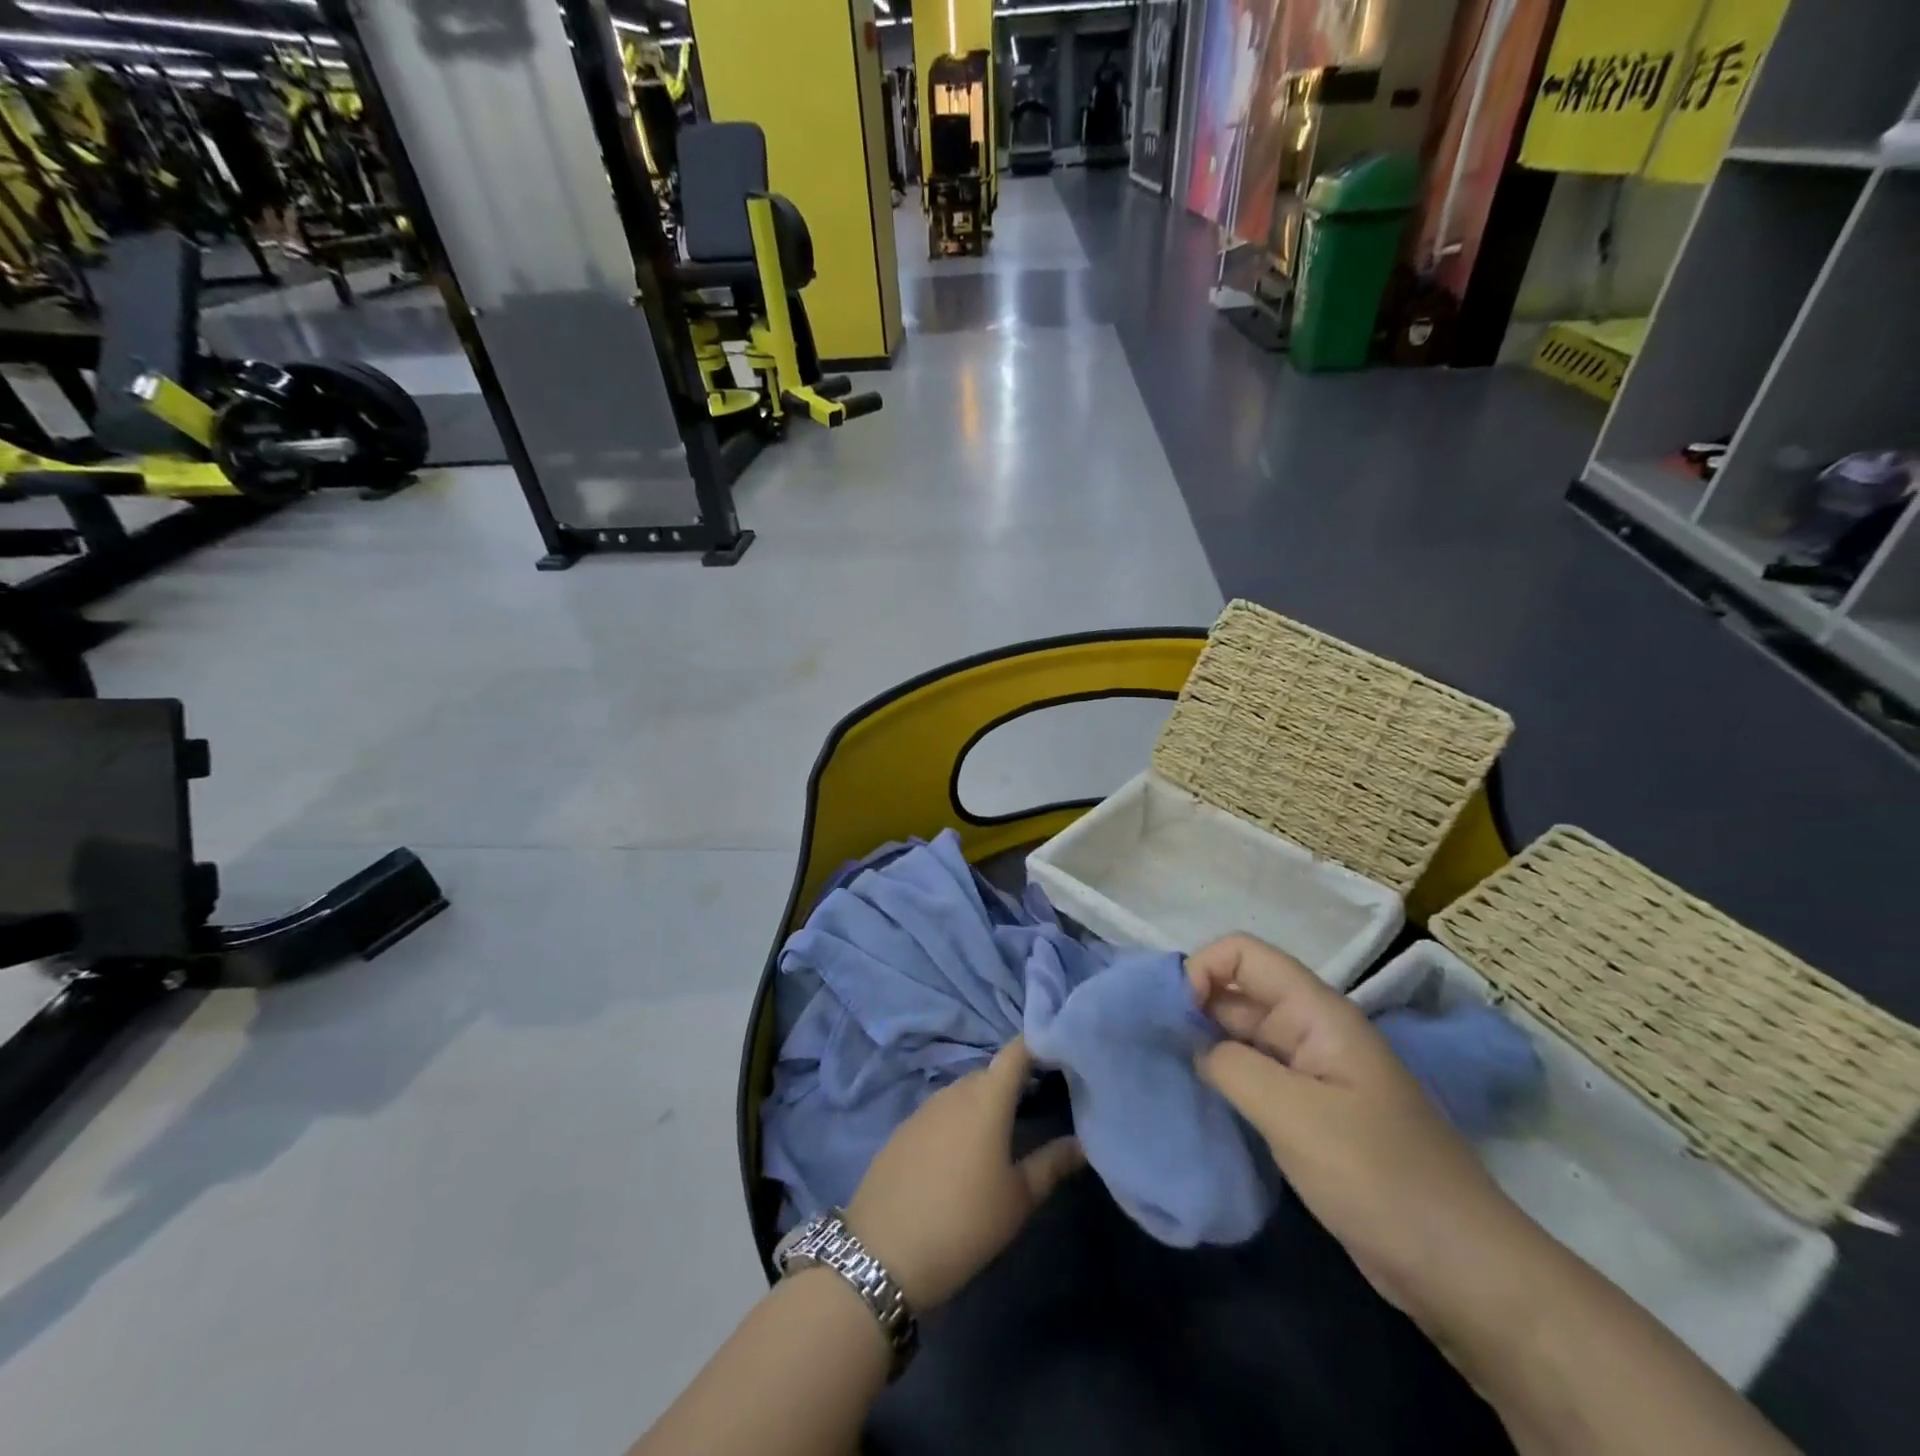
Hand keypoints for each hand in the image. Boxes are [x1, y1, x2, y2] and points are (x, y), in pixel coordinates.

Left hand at [846, 1037, 1083, 1310]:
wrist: (883, 1251)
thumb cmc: (963, 1222)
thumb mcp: (1017, 1199)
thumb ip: (1051, 1165)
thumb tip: (1082, 1143)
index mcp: (986, 1097)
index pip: (1016, 1052)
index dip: (1038, 1045)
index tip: (1060, 1053)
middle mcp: (955, 1091)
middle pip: (990, 1073)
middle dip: (1014, 1081)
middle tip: (1041, 1101)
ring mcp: (925, 1108)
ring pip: (964, 1092)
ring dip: (985, 1101)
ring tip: (1007, 1129)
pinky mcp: (904, 1129)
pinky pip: (940, 1112)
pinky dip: (959, 1119)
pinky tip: (965, 1152)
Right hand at [1188, 934, 1532, 1330]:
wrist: (1460, 1268)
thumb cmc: (1379, 1177)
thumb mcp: (1295, 1116)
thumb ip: (1232, 1066)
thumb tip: (1193, 1047)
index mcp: (1317, 1012)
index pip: (1245, 954)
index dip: (1203, 969)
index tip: (1174, 1016)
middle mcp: (1311, 1030)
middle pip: (1240, 992)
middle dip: (1194, 1008)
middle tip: (1153, 1046)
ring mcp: (1311, 1073)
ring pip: (1243, 1035)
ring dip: (1204, 1045)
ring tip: (1165, 1071)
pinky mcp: (1309, 1113)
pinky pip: (1254, 1076)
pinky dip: (1223, 1079)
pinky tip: (1198, 1101)